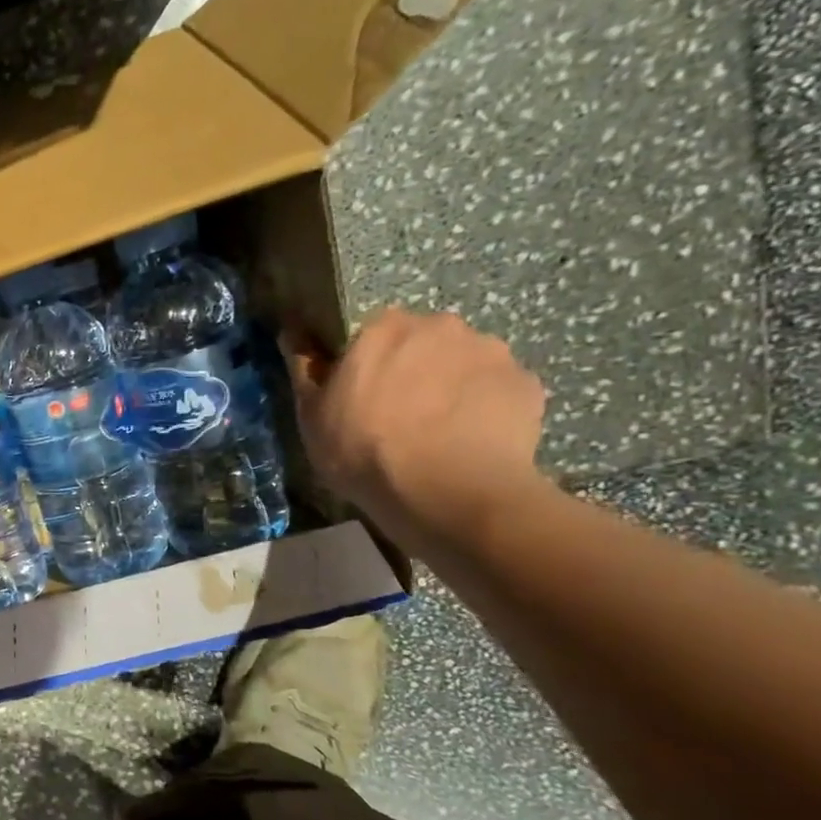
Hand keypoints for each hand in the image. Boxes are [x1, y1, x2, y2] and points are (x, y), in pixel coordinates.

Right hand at [285, 308, 547, 554]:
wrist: (446, 493)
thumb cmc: (363, 451)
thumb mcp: (312, 415)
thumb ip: (304, 369)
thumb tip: (292, 332)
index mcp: (384, 328)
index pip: (371, 333)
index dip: (365, 364)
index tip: (359, 395)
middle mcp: (441, 326)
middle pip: (422, 342)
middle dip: (413, 368)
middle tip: (400, 416)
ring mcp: (491, 352)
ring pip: (463, 363)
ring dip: (451, 386)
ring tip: (440, 433)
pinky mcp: (528, 384)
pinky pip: (498, 390)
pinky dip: (485, 408)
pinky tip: (470, 442)